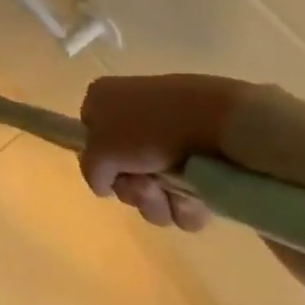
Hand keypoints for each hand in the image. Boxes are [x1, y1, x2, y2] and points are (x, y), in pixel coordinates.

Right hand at [78, 74, 244, 231]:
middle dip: (133, 191)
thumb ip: (89, 168)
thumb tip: (101, 184)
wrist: (215, 121)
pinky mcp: (199, 159)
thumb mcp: (100, 148)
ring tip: (175, 196)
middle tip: (147, 189)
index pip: (89, 137)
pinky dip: (187, 205)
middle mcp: (132, 116)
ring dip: (160, 203)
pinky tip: (196, 199)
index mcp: (103, 100)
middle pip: (122, 171)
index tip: (112, 174)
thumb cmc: (147, 127)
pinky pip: (184, 195)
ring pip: (154, 190)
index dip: (100, 162)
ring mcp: (167, 137)